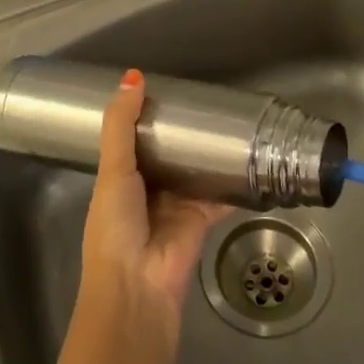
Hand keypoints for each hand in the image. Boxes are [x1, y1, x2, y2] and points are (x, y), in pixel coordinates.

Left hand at [80, 70, 229, 341]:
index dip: (147, 116)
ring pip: (195, 172)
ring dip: (208, 154)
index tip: (166, 89)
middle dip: (182, 133)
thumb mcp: (112, 169)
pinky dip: (234, 182)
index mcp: (119, 178)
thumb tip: (133, 76)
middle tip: (205, 100)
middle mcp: (147, 190)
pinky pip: (220, 196)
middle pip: (168, 154)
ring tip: (230, 121)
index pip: (134, 139)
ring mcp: (175, 205)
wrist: (138, 286)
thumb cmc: (115, 225)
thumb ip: (121, 125)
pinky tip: (250, 159)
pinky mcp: (201, 219)